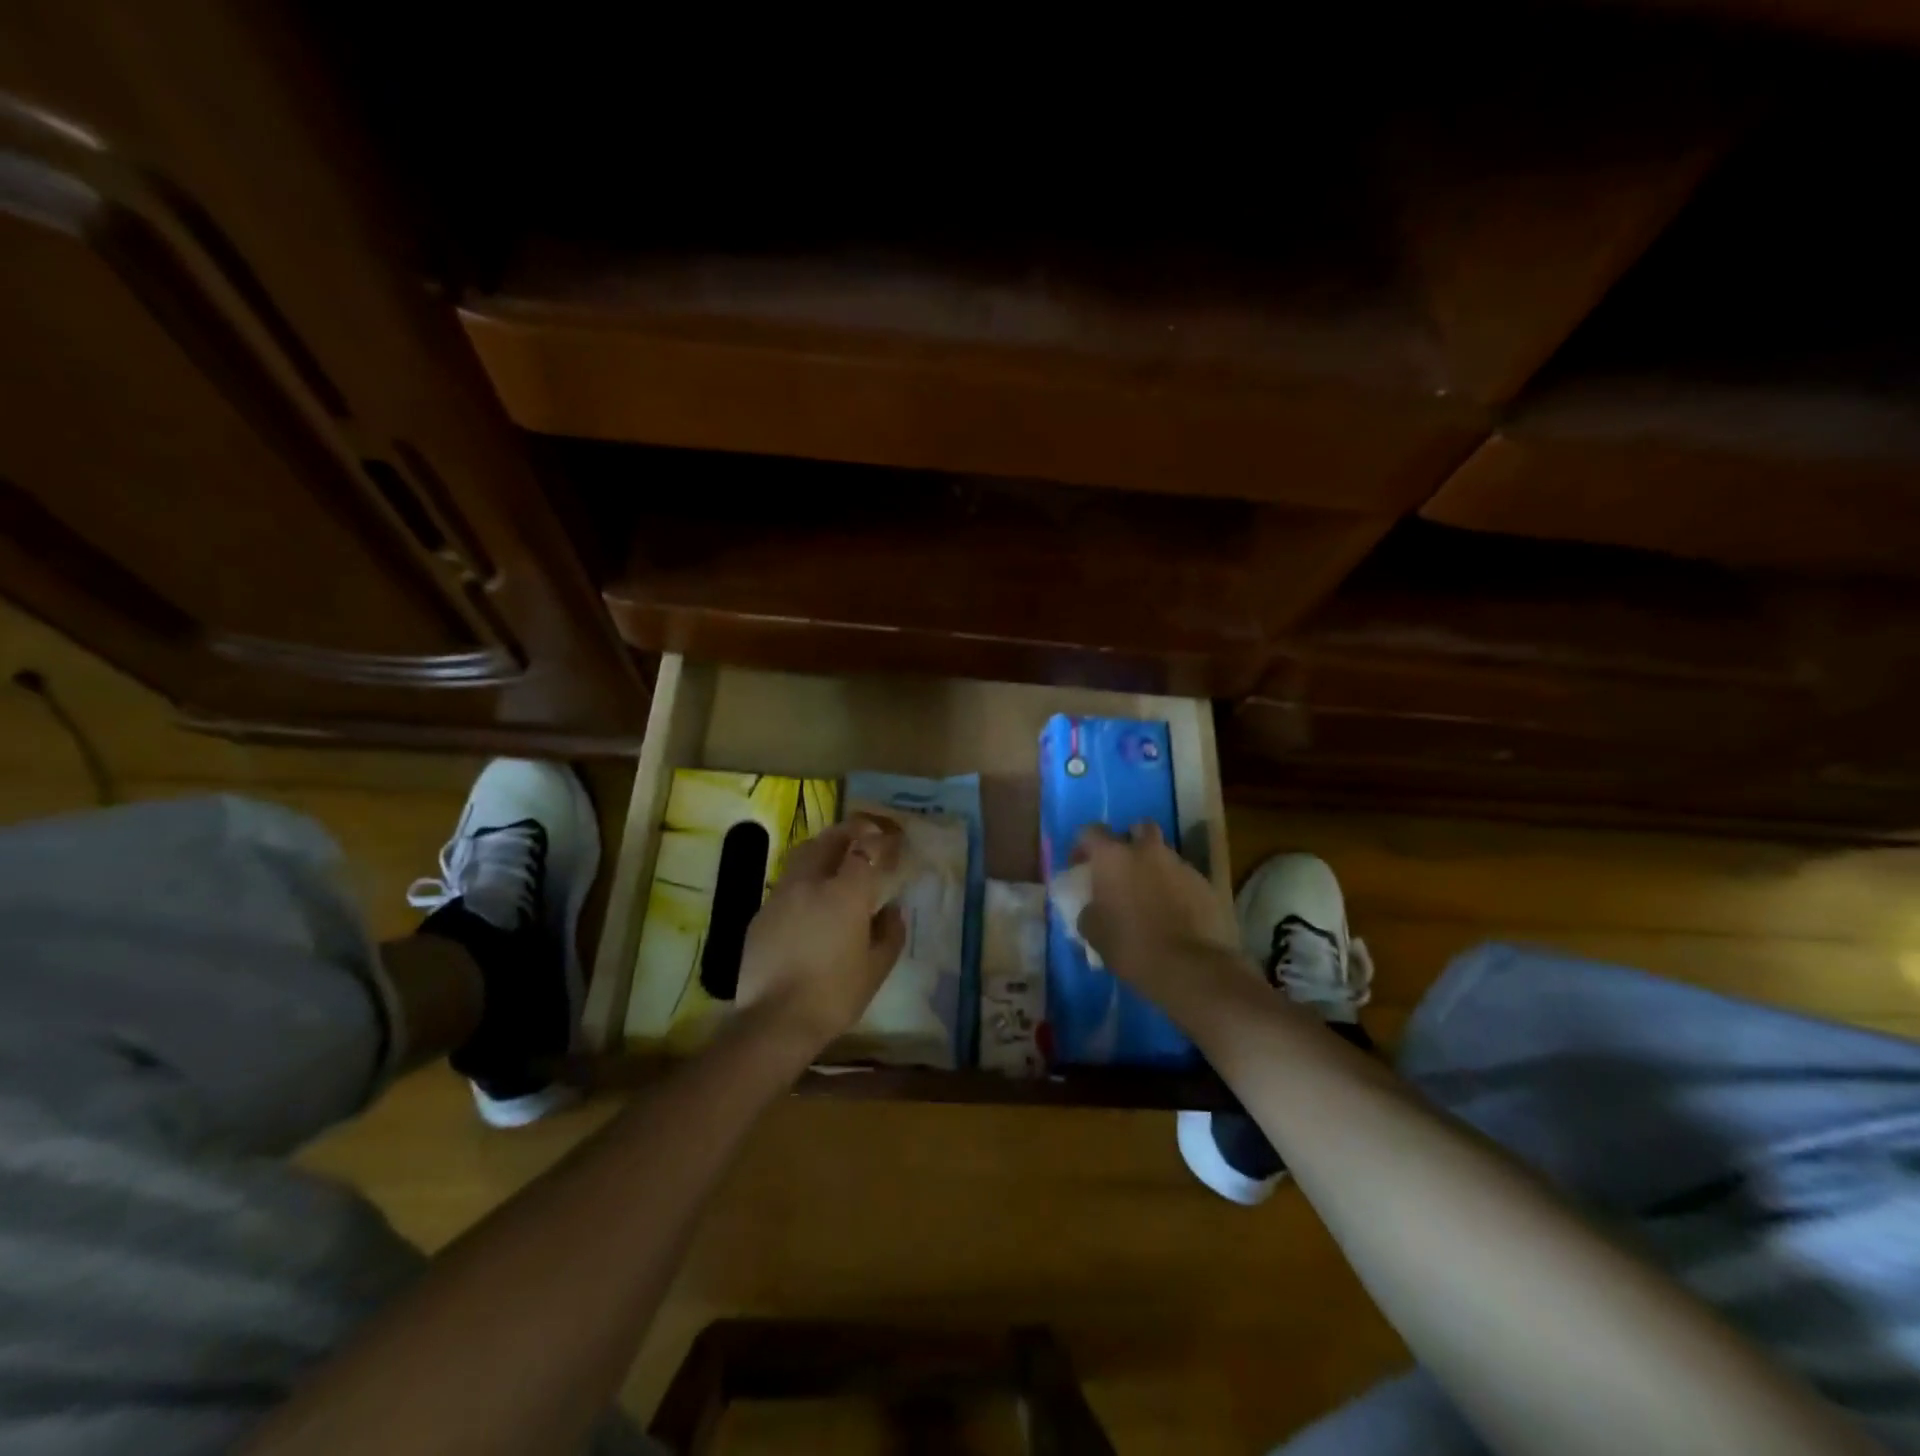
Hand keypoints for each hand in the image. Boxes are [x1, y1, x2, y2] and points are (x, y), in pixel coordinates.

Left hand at [734, 813, 907, 1054]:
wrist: (775, 1022)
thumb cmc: (834, 995)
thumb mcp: (876, 968)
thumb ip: (890, 932)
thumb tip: (891, 909)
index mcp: (844, 893)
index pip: (866, 848)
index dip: (881, 840)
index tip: (893, 841)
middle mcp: (810, 883)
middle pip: (829, 839)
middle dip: (849, 831)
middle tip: (864, 834)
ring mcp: (780, 895)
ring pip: (803, 855)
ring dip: (823, 848)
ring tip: (836, 857)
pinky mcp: (761, 914)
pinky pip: (787, 883)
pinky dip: (804, 878)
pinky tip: (810, 899)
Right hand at [1071, 823, 1242, 1010]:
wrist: (1191, 966)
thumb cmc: (1132, 946)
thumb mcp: (1094, 933)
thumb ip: (1089, 912)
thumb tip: (1092, 909)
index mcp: (1113, 857)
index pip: (1091, 831)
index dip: (1083, 846)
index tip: (1081, 866)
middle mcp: (1147, 851)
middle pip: (1137, 829)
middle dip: (1130, 842)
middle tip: (1123, 869)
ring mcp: (1180, 864)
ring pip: (1164, 854)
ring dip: (1155, 866)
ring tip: (1150, 896)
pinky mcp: (1205, 883)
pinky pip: (1184, 877)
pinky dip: (1177, 888)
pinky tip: (1175, 913)